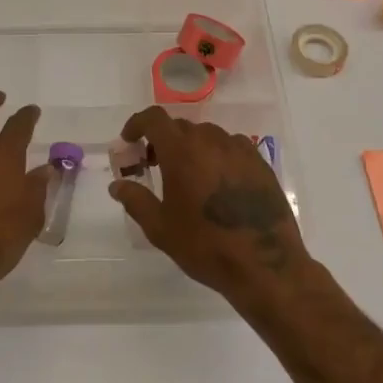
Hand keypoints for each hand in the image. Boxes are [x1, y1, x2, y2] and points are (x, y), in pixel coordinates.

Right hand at [108, 107, 310, 303]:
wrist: (265, 264)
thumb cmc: (205, 246)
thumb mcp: (160, 228)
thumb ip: (135, 200)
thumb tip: (117, 185)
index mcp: (182, 151)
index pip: (154, 118)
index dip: (137, 124)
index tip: (129, 141)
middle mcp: (211, 140)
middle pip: (180, 127)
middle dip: (162, 141)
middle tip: (153, 165)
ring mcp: (239, 149)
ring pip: (207, 136)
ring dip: (190, 147)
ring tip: (187, 176)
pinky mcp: (260, 163)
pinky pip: (231, 147)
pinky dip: (216, 155)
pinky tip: (217, 183)